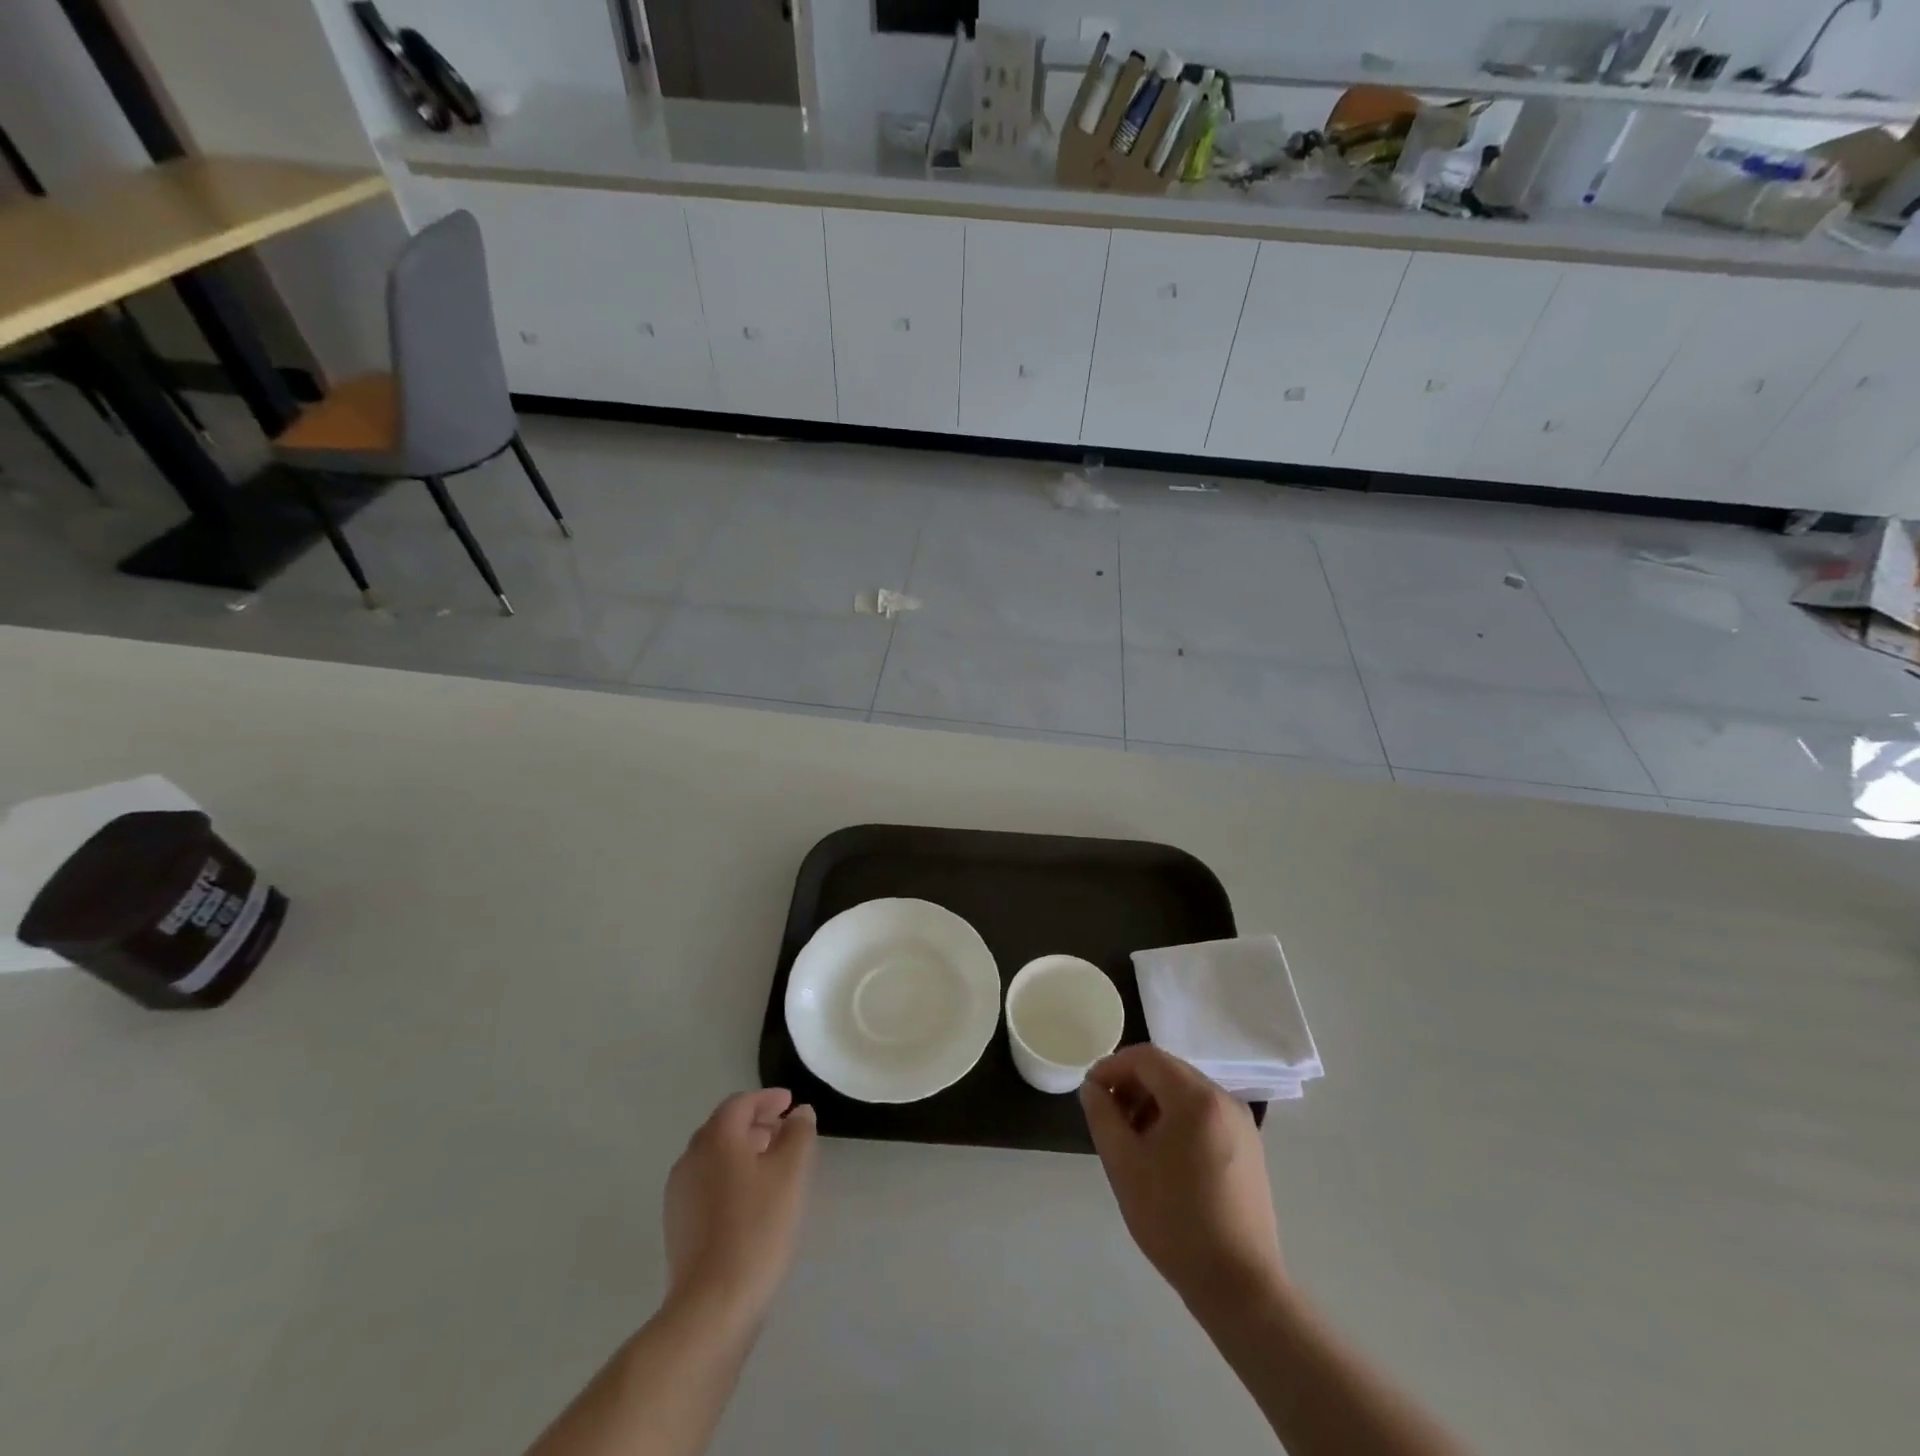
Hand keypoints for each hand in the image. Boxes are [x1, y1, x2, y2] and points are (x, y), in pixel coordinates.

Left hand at [664, 1088, 817, 1324]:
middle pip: (724, 1128)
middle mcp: (691, 1158)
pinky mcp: (677, 1225)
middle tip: (785, 1132)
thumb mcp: (791, 1173)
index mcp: (716, 1138)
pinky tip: (751, 1201)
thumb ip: (798, 1133)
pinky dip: (730, 1178)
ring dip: (743, 1152)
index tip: (790, 1103)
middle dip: (756, 1124)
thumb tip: (798, 1113)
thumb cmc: (757, 1227)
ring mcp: (679, 1194)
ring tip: (772, 1166)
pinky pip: (707, 1184)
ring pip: (715, 1158)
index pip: (741, 1103)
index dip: (767, 1098)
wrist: (712, 1304)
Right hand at [1079, 1045, 1284, 1312]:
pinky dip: (1177, 1121)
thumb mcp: (1124, 1164)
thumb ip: (1103, 1116)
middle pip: (1168, 1072)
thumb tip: (1092, 1088)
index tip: (1090, 1092)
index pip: (1146, 1058)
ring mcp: (1242, 1125)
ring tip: (1132, 1140)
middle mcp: (1224, 1099)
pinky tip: (1162, 1157)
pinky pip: (1205, 1116)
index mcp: (1196, 1097)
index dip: (1112, 1066)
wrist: (1239, 1286)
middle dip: (1132, 1085)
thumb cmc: (1174, 1220)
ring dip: (1153, 1104)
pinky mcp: (1249, 1149)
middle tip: (1107, 1116)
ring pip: (1186, 1094)